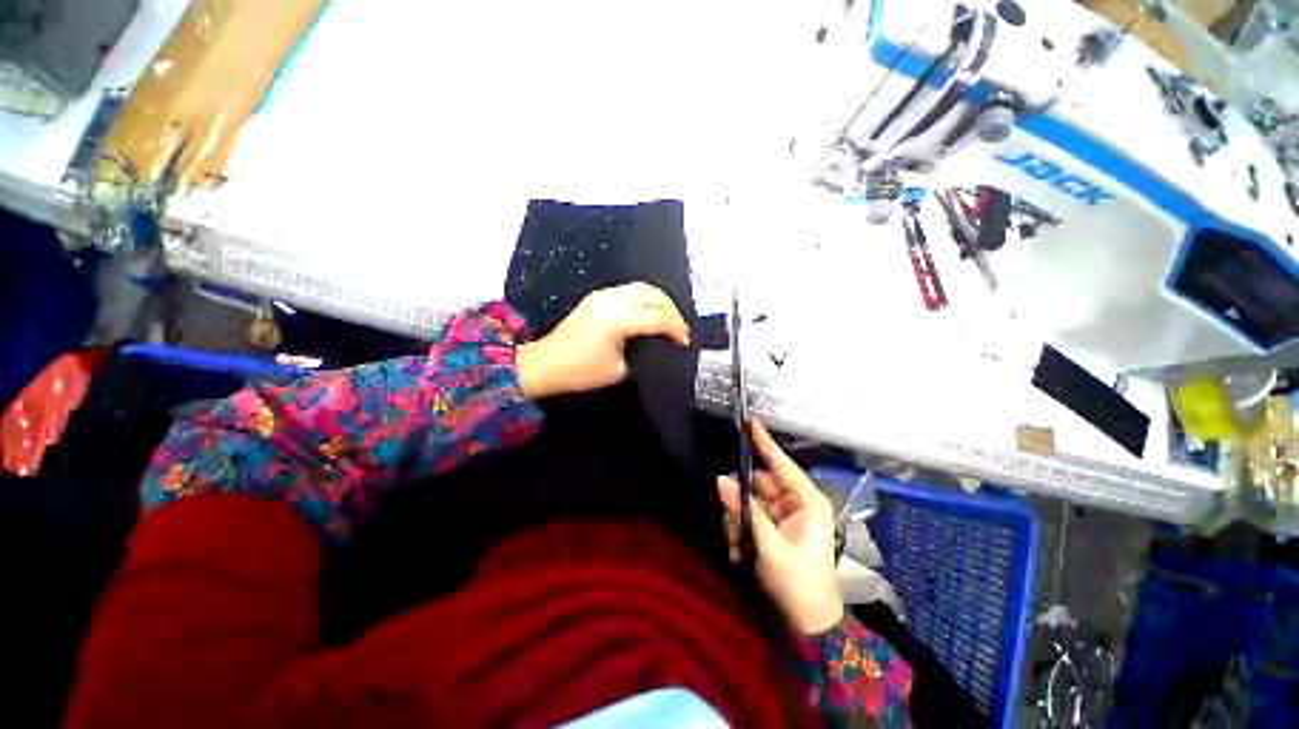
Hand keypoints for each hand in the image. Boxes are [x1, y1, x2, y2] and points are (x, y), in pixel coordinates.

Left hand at [516, 283, 690, 398]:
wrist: (545, 364)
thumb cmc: (581, 372)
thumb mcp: (619, 370)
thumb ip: (643, 355)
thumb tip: (658, 346)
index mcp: (618, 321)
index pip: (658, 319)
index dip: (677, 330)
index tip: (685, 344)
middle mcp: (612, 301)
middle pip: (654, 296)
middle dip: (673, 312)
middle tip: (681, 331)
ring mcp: (603, 295)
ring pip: (643, 288)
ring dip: (660, 302)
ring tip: (669, 321)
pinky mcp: (597, 297)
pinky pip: (629, 290)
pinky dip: (646, 299)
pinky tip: (650, 313)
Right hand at [718, 420, 843, 634]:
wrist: (809, 622)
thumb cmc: (798, 582)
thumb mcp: (769, 545)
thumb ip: (745, 510)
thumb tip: (722, 480)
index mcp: (808, 501)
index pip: (782, 464)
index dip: (766, 443)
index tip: (751, 421)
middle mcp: (796, 502)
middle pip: (759, 483)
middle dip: (740, 498)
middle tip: (730, 518)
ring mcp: (785, 514)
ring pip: (750, 499)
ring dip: (738, 517)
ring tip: (737, 543)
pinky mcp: (775, 526)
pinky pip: (750, 514)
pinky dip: (740, 526)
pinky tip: (739, 548)